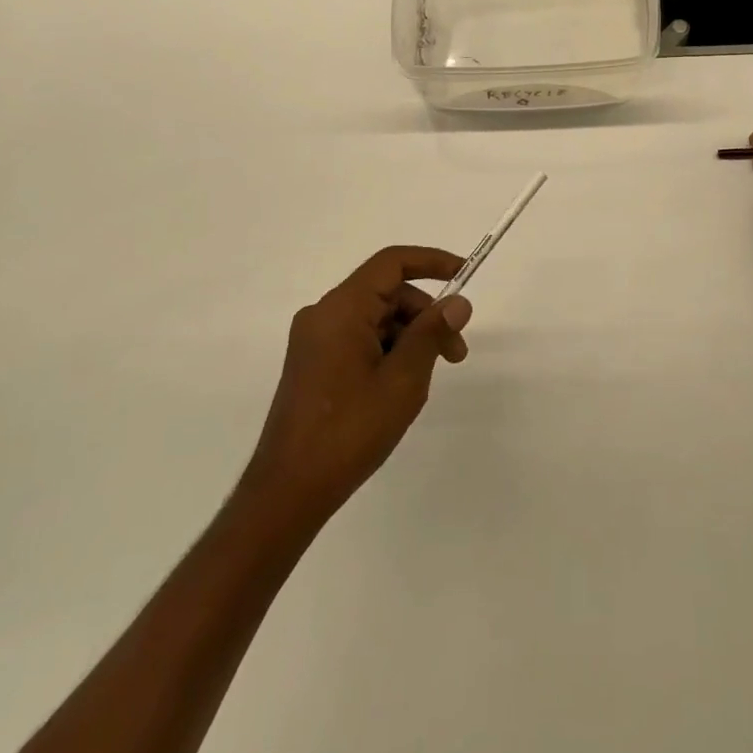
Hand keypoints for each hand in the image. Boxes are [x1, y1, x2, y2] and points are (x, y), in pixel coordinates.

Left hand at [241, 246, 472, 525]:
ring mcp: (315, 340)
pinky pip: (359, 338)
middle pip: (387, 293)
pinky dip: (388, 350)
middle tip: (456, 352)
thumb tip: (458, 302)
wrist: (287, 492)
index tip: (464, 274)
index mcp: (341, 309)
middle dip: (426, 314)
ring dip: (409, 336)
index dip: (432, 261)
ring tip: (429, 377)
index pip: (392, 263)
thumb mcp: (402, 380)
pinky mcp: (313, 363)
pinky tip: (400, 387)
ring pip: (375, 318)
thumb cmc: (349, 431)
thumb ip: (431, 333)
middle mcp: (323, 314)